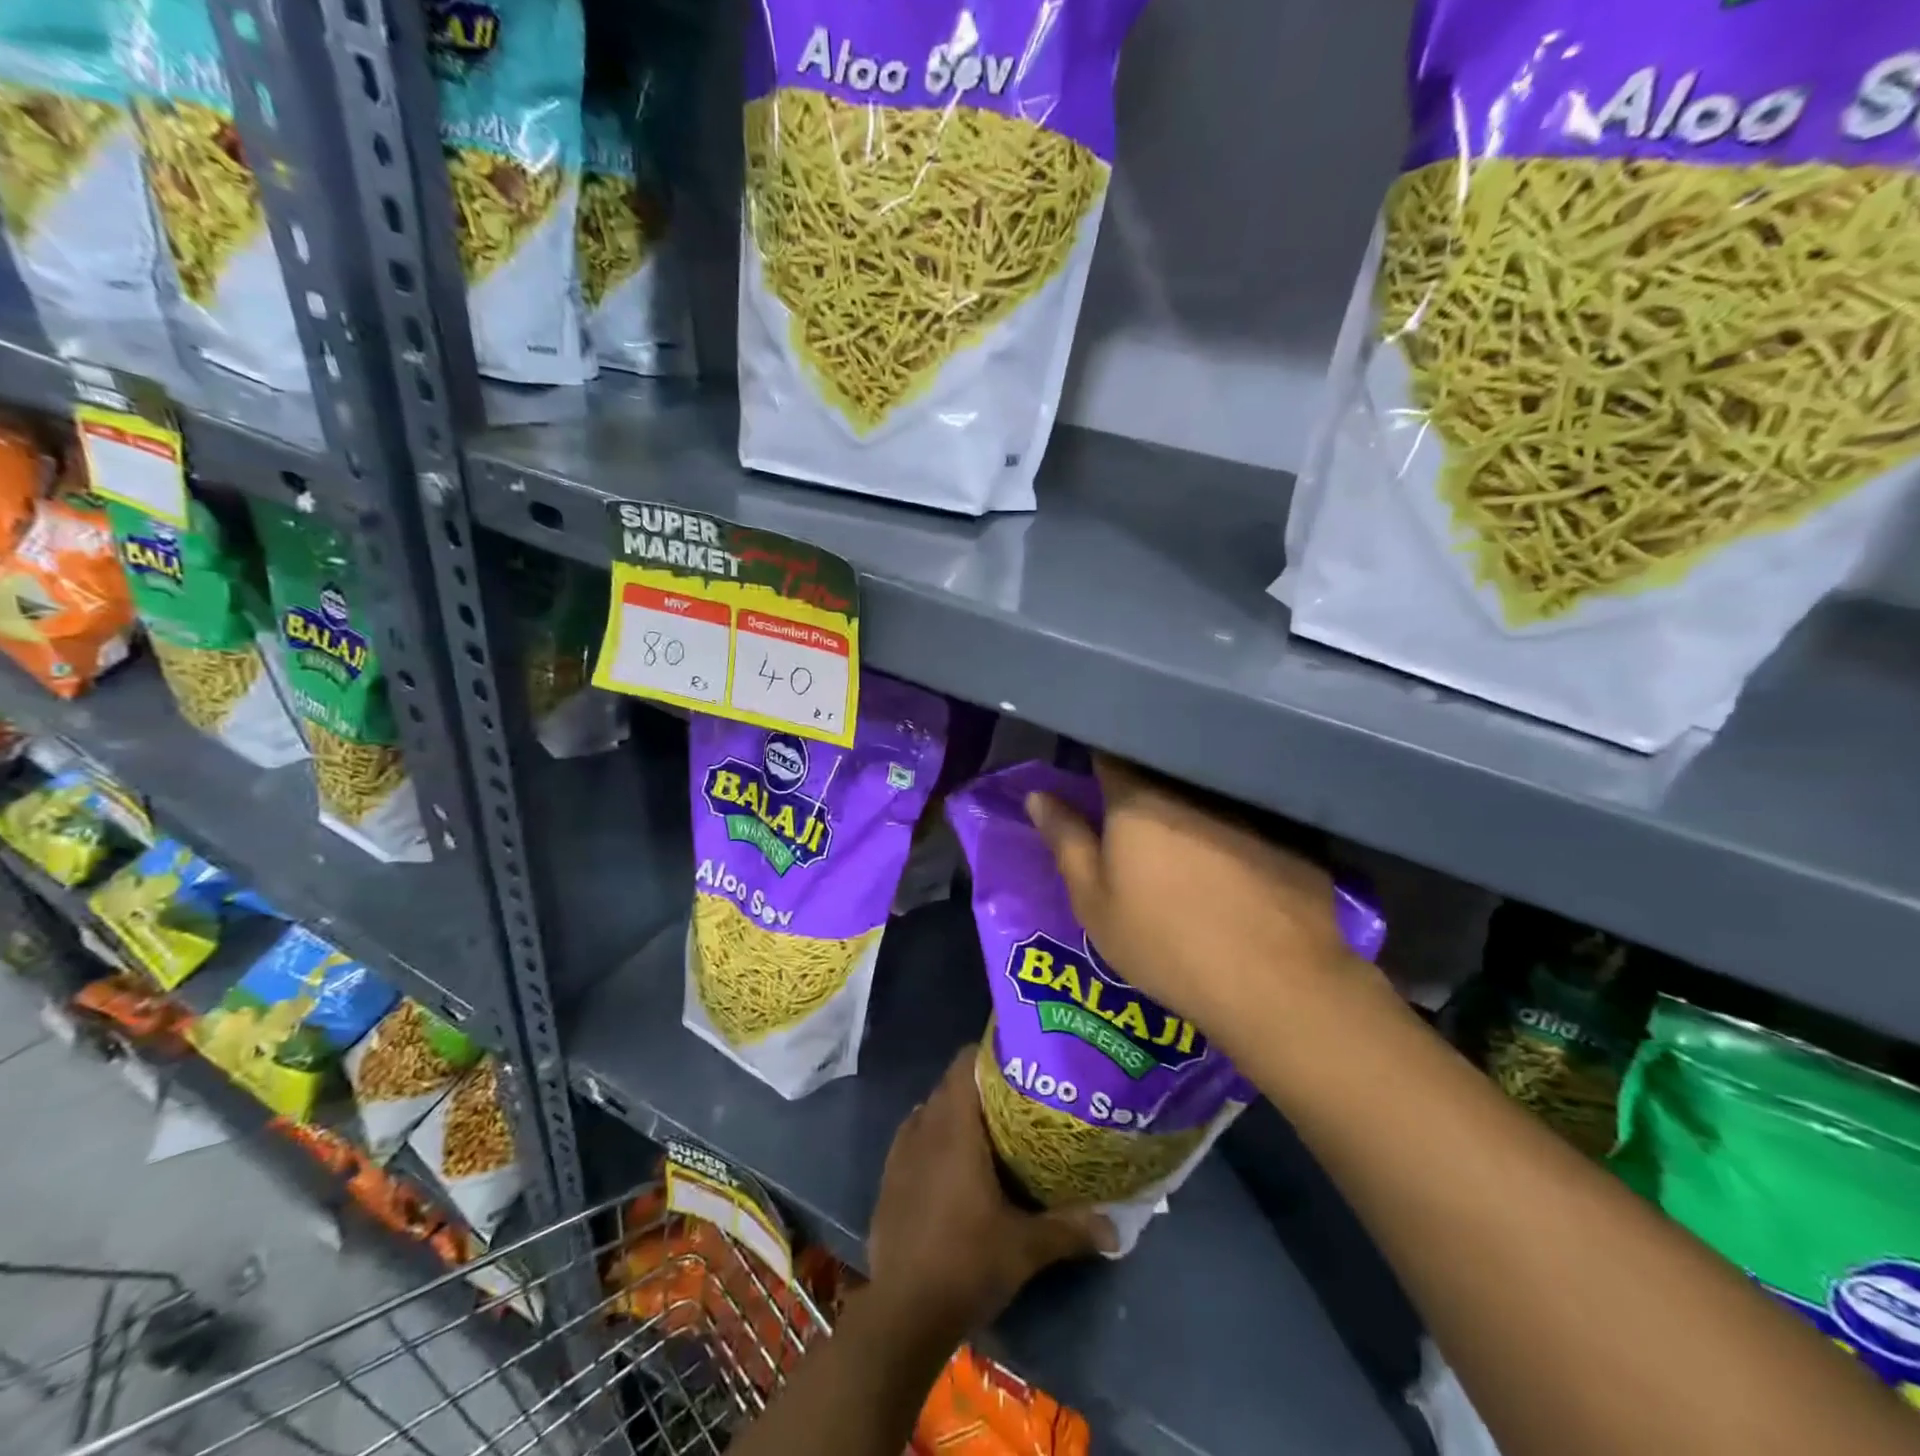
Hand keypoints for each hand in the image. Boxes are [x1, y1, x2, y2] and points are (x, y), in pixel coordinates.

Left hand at [868, 1046, 1112, 1341]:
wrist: (903, 1313)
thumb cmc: (967, 1263)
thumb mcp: (1026, 1247)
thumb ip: (1070, 1229)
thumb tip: (1115, 1228)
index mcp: (955, 1128)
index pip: (964, 1063)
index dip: (989, 1054)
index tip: (1019, 1061)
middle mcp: (924, 1127)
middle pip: (951, 1084)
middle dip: (981, 1085)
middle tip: (1018, 1099)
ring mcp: (901, 1151)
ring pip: (932, 1110)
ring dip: (957, 1111)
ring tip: (991, 1128)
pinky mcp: (889, 1177)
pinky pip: (915, 1137)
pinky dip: (935, 1137)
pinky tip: (956, 1163)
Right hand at [1025, 756, 1366, 1044]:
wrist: (1273, 983)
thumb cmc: (1165, 942)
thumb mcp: (1095, 901)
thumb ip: (1066, 840)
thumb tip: (1037, 796)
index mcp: (1138, 798)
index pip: (1111, 752)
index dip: (1098, 758)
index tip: (1091, 773)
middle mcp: (1191, 788)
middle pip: (1160, 767)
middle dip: (1143, 780)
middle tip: (1134, 812)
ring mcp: (1246, 806)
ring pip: (1205, 790)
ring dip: (1190, 802)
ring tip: (1184, 834)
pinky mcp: (1289, 831)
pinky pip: (1249, 814)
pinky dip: (1234, 825)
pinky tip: (1236, 856)